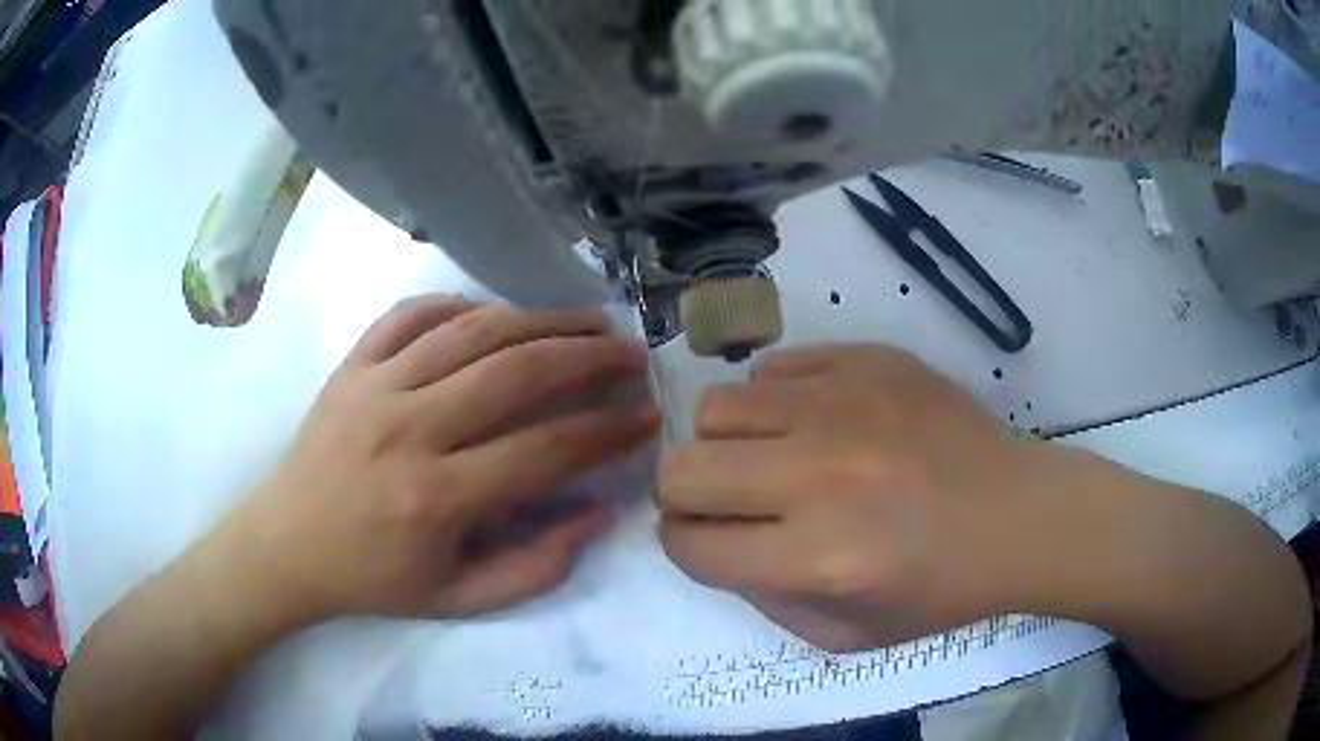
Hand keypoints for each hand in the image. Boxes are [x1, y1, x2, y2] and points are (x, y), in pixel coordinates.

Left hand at [224, 295, 659, 623]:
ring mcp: (374, 386)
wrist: (286, 544)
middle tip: (629, 353)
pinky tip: (492, 314)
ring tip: (586, 320)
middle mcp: (407, 429)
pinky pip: (412, 313)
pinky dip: (459, 304)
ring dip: (540, 319)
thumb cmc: (373, 579)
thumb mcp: (459, 599)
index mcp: (435, 498)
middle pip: (515, 372)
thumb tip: (597, 511)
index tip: (646, 416)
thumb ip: (536, 566)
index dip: (606, 431)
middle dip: (588, 357)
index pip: (544, 450)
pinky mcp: (351, 365)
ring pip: (472, 331)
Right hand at [657, 344, 1057, 651]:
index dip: (685, 545)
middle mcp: (820, 475)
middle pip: (682, 469)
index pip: (690, 542)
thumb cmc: (939, 588)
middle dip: (684, 495)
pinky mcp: (869, 361)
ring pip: (717, 407)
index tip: (706, 540)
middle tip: (723, 502)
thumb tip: (716, 541)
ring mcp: (845, 405)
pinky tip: (812, 424)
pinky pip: (776, 368)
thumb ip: (763, 597)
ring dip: (725, 443)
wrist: (1018, 515)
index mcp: (817, 557)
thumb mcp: (845, 635)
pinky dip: (775, 401)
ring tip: (767, 457)